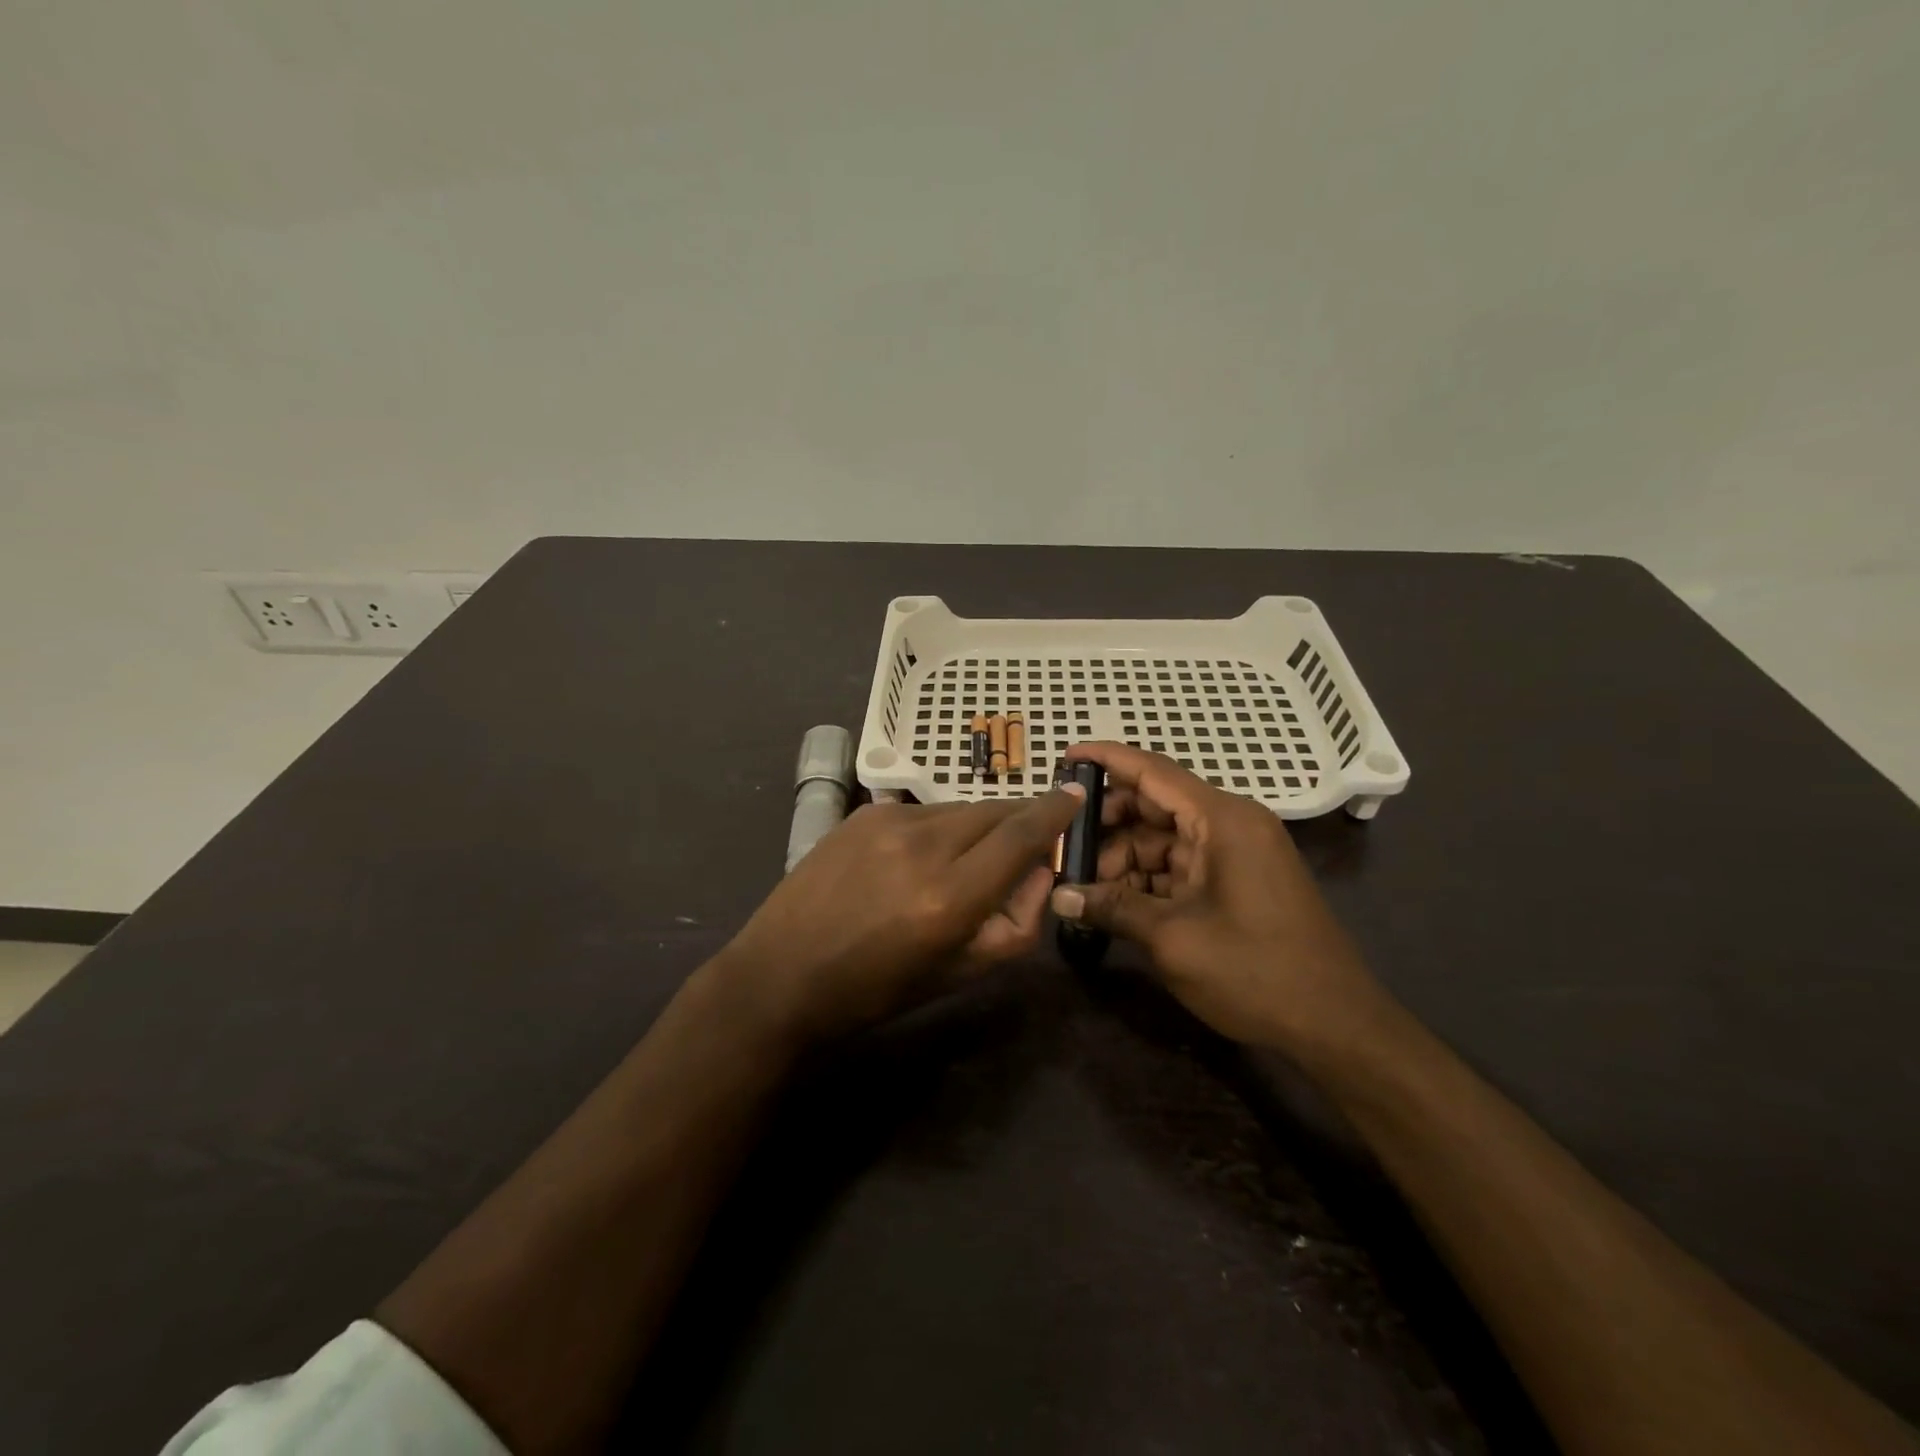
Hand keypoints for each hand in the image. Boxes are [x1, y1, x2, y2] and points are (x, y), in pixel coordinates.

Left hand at [718, 786, 1086, 1044]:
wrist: (781, 973)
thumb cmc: (875, 989)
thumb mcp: (959, 973)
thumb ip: (1015, 923)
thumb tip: (1039, 871)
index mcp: (949, 896)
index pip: (1021, 835)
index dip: (1055, 812)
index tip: (1076, 796)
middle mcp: (923, 845)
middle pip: (995, 811)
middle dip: (1022, 819)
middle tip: (1029, 839)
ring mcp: (888, 821)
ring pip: (960, 809)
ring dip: (979, 827)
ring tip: (965, 861)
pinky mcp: (863, 813)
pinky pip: (923, 811)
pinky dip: (939, 828)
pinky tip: (919, 859)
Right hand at [1049, 742, 1382, 1050]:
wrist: (1335, 1025)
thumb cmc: (1255, 971)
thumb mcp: (1173, 939)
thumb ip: (1112, 908)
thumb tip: (1059, 897)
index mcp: (1222, 819)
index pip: (1153, 771)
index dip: (1107, 759)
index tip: (1066, 754)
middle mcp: (1230, 824)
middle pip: (1155, 804)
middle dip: (1107, 822)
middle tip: (1062, 843)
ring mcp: (1235, 853)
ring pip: (1163, 839)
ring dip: (1122, 857)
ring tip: (1078, 881)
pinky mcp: (1236, 881)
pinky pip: (1180, 865)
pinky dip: (1146, 878)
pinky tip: (1110, 899)